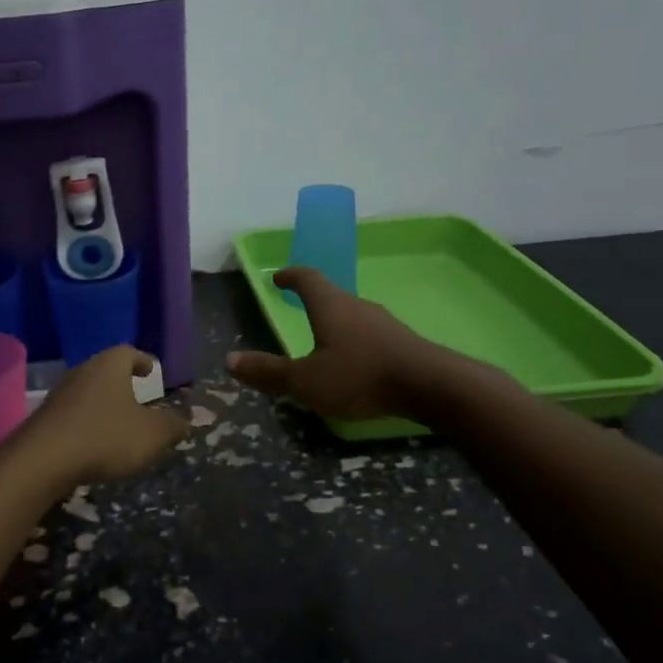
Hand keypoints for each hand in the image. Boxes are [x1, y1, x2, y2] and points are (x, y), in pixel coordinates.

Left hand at [14, 346, 189, 488]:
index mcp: (109, 366)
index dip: (142, 360)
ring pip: (87, 391)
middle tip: (137, 394)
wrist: (43, 460)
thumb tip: (189, 419)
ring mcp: (59, 394)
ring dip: (103, 402)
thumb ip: (173, 425)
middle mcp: (82, 371)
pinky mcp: (44, 418)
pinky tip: (94, 440)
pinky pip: (72, 413)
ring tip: (118, 419)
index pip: (128, 352)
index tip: (152, 370)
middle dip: (122, 381)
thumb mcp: (151, 435)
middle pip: (105, 369)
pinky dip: (86, 421)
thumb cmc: (105, 437)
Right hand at [227, 267, 501, 422]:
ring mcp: (384, 323)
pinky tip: (355, 362)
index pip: (307, 279)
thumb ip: (269, 371)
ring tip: (324, 339)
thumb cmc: (359, 376)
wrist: (432, 386)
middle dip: (314, 301)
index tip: (279, 277)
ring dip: (336, 323)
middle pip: (332, 295)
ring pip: (353, 316)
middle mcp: (357, 306)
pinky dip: (356, 341)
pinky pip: (371, 335)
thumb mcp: (305, 381)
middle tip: (299, 307)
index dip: (291, 276)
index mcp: (330, 306)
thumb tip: (230, 360)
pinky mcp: (403, 343)